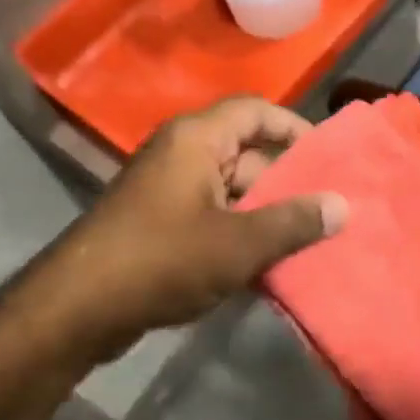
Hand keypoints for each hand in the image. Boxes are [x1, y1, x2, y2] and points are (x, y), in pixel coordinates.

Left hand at [44, 97, 346, 360]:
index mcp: (197, 138)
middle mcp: (181, 152)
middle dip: (286, 179)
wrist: (77, 308)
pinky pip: (211, 213)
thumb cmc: (162, 260)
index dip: (294, 128)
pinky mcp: (158, 220)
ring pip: (230, 187)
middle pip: (246, 150)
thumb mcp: (237, 244)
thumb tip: (342, 205)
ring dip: (265, 211)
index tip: (329, 158)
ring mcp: (167, 186)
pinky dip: (239, 230)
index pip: (256, 111)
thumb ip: (293, 222)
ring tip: (307, 239)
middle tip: (327, 209)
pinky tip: (267, 263)